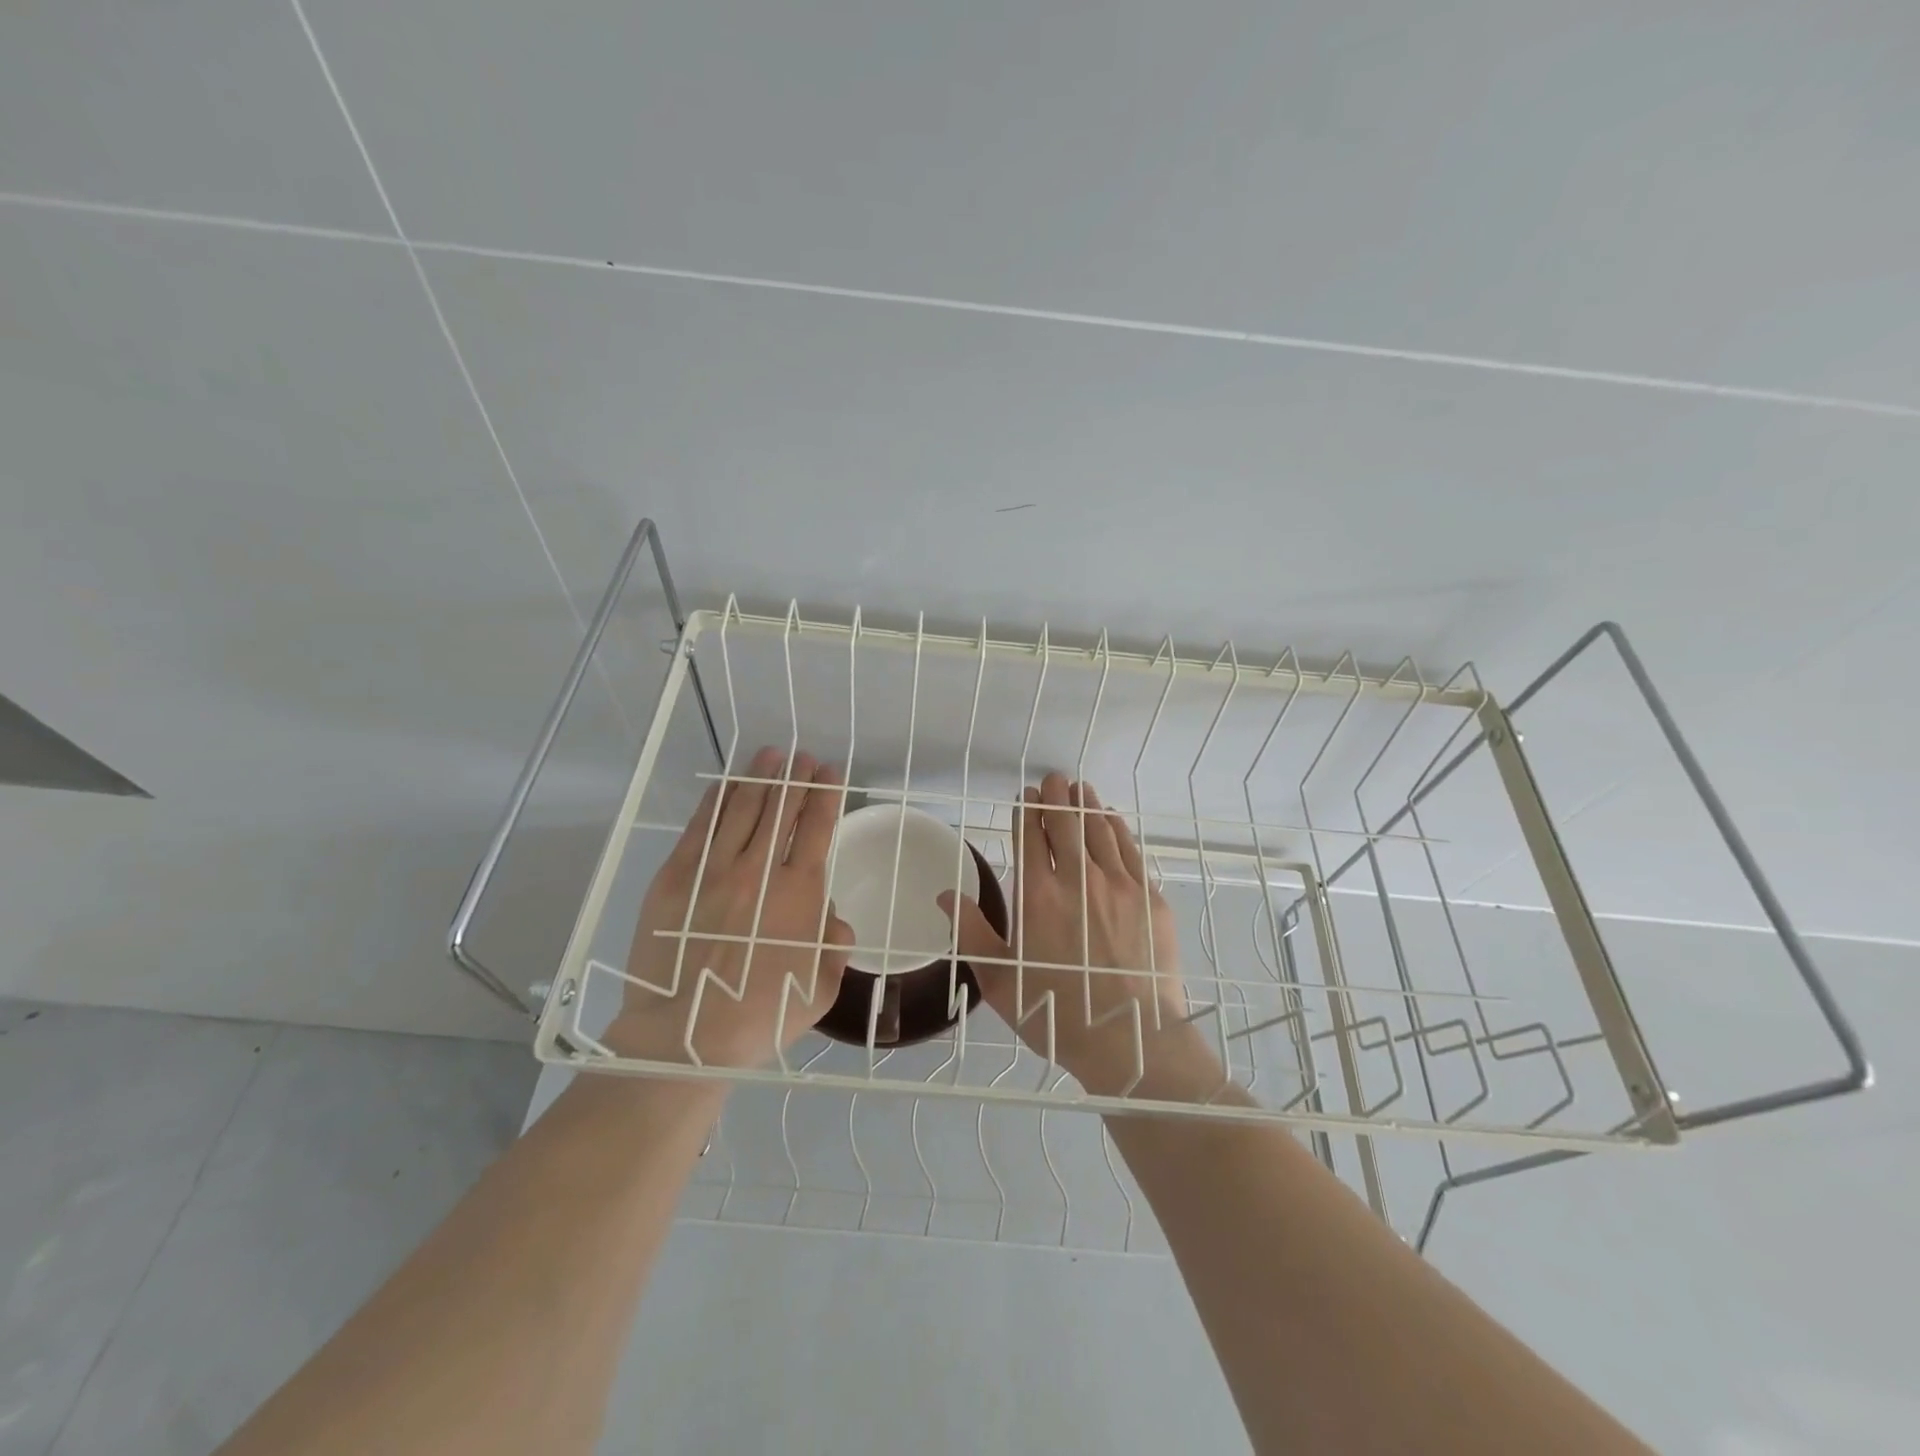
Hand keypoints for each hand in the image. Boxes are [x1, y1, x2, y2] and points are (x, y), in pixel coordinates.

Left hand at [609, 745, 852, 1068]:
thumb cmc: (761, 1015)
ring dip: (761, 776)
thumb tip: (833, 918)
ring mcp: (714, 869)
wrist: (685, 1036)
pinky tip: (728, 782)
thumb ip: (836, 946)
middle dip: (797, 777)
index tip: (831, 773)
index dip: (827, 794)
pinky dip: (718, 798)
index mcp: (800, 893)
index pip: (818, 827)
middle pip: (783, 808)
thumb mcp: (821, 988)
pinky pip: (701, 825)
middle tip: (805, 757)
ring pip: (743, 807)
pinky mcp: (675, 876)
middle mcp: (760, 870)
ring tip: (772, 754)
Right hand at [940, 772, 1202, 1095]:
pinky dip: (1118, 829)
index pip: (1030, 838)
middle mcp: (1078, 879)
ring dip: (1087, 805)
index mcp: (1037, 895)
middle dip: (1056, 797)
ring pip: (1100, 831)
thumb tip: (946, 895)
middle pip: (1066, 824)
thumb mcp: (999, 980)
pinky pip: (1131, 851)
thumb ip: (971, 933)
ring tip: (1080, 789)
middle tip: (1052, 778)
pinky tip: (1112, 820)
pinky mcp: (1150, 899)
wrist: (1130, 1040)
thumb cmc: (1056, 1013)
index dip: (1026, 812)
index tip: (1025, 796)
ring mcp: (1120, 886)